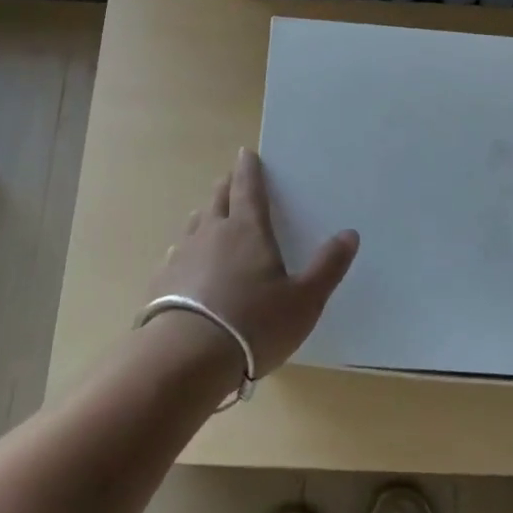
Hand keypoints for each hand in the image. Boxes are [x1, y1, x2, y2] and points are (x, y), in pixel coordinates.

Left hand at [151, 147, 359, 374]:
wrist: (184, 359)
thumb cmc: (253, 325)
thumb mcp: (304, 301)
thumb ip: (328, 267)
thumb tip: (350, 234)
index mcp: (248, 229)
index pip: (249, 188)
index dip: (250, 169)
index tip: (247, 153)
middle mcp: (212, 233)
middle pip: (218, 198)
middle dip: (227, 185)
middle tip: (232, 178)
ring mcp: (183, 256)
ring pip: (195, 223)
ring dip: (206, 213)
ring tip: (210, 213)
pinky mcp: (162, 282)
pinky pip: (176, 253)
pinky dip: (186, 248)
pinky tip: (185, 259)